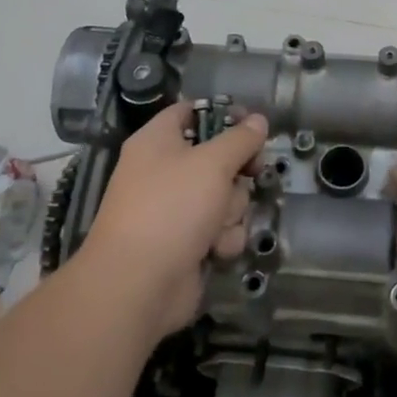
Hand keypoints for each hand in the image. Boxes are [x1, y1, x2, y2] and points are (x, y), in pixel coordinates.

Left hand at [77, 103, 267, 339]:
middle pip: (217, 157)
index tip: (253, 124)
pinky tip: (215, 250)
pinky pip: (219, 229)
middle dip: (236, 173)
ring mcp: (175, 209)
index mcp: (158, 141)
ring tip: (218, 225)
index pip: (191, 111)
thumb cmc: (172, 208)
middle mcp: (164, 171)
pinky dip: (222, 238)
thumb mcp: (212, 163)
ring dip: (231, 211)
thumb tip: (258, 120)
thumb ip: (240, 139)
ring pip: (224, 196)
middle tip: (250, 175)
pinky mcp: (186, 243)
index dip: (224, 114)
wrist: (137, 285)